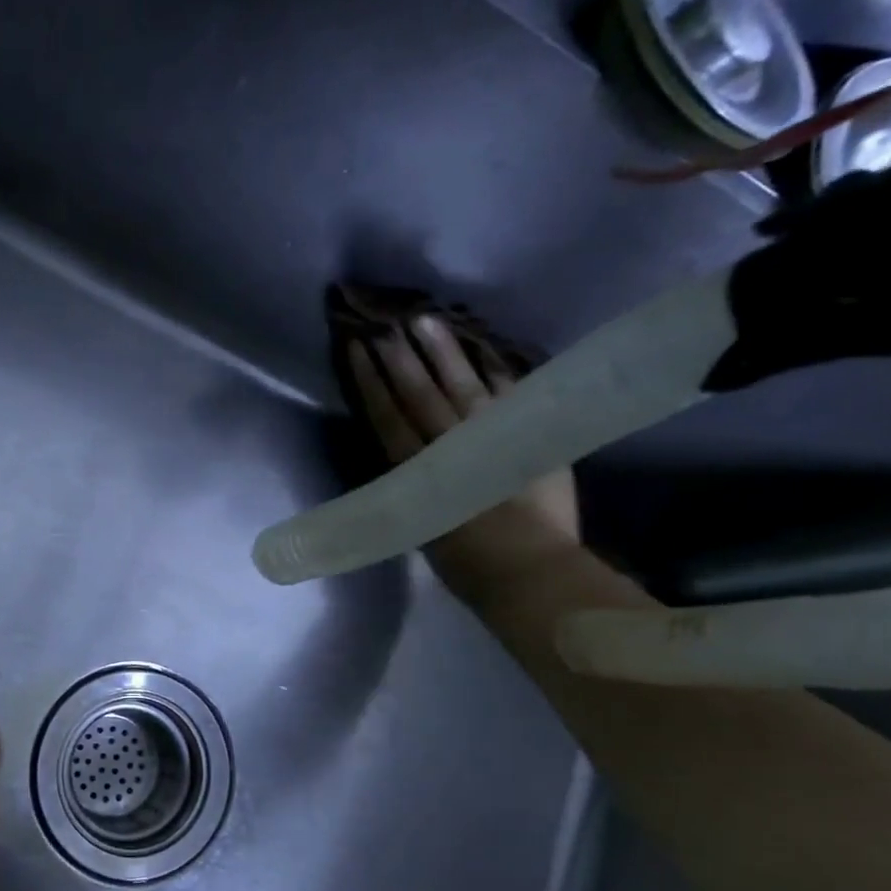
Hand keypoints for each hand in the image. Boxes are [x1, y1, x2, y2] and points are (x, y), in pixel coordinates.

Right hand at [347, 314, 581, 603]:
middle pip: (419, 393)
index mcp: (418, 471)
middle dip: (398, 357)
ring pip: (462, 384)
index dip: (370, 380)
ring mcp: (494, 436)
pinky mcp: (530, 436)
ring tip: (425, 320)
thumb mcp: (420, 527)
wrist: (533, 571)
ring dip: (442, 351)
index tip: (356, 347)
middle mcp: (452, 445)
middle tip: (383, 322)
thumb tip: (401, 457)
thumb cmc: (467, 564)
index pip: (387, 415)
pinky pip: (511, 394)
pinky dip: (496, 370)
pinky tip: (485, 348)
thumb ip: (410, 488)